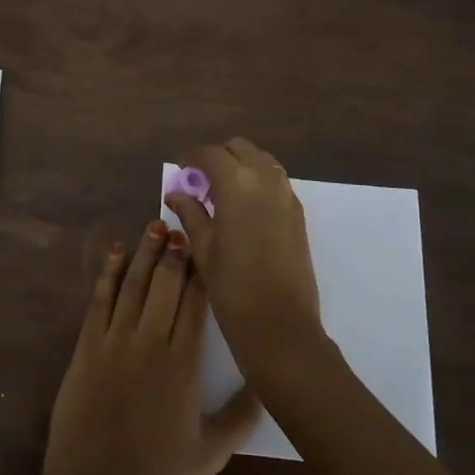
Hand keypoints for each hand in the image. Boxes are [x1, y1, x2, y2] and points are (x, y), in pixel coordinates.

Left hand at [38, 222, 260, 474]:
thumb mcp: (211, 453)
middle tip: (181, 226)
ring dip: (145, 252)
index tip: (207, 247)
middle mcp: (151, 342)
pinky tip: (117, 252)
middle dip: (174, 252)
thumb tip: (268, 383)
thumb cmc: (156, 473)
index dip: (201, 271)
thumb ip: (243, 417)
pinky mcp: (87, 346)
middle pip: (165, 284)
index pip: (196, 303)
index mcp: (183, 364)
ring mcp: (115, 341)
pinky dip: (108, 273)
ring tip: (155, 225)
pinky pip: (99, 300)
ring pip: (134, 284)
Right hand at [167, 138, 324, 375]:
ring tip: (221, 194)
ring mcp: (286, 195)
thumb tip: (176, 193)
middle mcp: (265, 180)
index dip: (192, 158)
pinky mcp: (298, 213)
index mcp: (237, 184)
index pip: (210, 154)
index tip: (181, 170)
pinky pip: (275, 181)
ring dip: (240, 166)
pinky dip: (257, 182)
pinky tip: (243, 209)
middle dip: (218, 157)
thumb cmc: (232, 287)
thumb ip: (190, 213)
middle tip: (200, 181)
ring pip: (261, 161)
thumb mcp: (203, 248)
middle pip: (240, 148)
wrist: (280, 326)